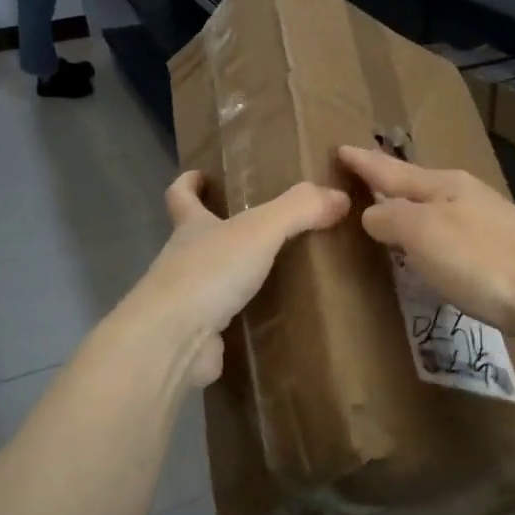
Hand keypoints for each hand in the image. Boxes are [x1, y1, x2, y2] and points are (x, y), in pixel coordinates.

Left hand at [131, 171, 349, 385]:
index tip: (201, 175)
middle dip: (216, 231)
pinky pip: (221, 322)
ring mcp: (186, 302)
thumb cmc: (210, 272)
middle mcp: (182, 261)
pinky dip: (240, 319)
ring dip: (231, 277)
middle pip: (195, 239)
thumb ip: (300, 209)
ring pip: (209, 281)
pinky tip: (267, 321)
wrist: (173, 339)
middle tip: (255, 229)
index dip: (188, 184)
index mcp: (191, 228)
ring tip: (272, 275)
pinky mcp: (195, 337)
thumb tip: (340, 196)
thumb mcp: (260, 229)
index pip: (180, 196)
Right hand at [337, 145, 514, 349]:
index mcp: (445, 185)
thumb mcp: (423, 233)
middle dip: (389, 181)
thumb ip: (392, 218)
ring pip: (437, 209)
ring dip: (410, 209)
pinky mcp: (501, 255)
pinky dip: (431, 237)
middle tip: (361, 178)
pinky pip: (452, 236)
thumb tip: (372, 213)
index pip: (391, 170)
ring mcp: (488, 224)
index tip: (339, 149)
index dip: (363, 162)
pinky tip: (429, 249)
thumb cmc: (481, 261)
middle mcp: (467, 197)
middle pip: (417, 185)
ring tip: (388, 211)